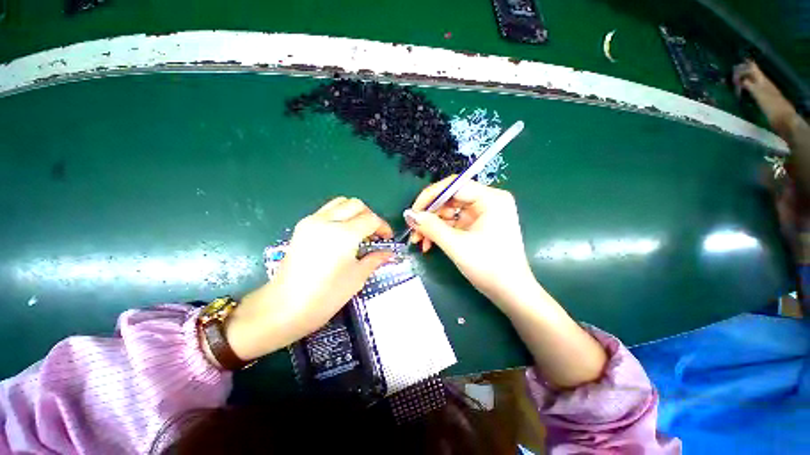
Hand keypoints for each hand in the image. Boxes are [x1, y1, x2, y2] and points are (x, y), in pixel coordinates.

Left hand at [223, 197, 393, 361]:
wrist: (284, 307)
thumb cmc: (325, 296)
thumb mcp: (357, 277)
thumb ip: (374, 259)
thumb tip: (388, 253)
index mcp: (344, 234)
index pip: (371, 219)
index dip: (383, 227)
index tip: (387, 239)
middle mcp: (327, 221)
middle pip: (356, 205)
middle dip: (370, 216)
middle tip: (374, 234)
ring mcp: (312, 221)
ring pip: (340, 202)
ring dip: (354, 212)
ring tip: (359, 231)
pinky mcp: (302, 226)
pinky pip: (327, 210)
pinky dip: (340, 215)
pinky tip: (342, 233)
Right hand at [404, 176, 535, 307]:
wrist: (510, 292)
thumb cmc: (489, 267)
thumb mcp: (457, 246)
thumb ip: (431, 227)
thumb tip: (410, 215)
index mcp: (491, 199)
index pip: (454, 186)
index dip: (430, 196)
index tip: (413, 212)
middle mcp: (488, 201)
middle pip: (450, 198)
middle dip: (429, 215)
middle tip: (414, 229)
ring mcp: (483, 213)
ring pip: (449, 212)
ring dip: (432, 225)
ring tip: (419, 241)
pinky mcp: (477, 225)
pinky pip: (454, 222)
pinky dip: (440, 232)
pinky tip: (429, 243)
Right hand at [733, 59, 797, 133]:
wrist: (783, 119)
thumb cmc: (772, 106)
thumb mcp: (760, 94)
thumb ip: (750, 86)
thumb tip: (740, 79)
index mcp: (762, 80)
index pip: (752, 67)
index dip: (744, 65)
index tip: (735, 65)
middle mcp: (763, 83)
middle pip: (752, 74)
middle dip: (742, 72)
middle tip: (732, 73)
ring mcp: (763, 91)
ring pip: (751, 81)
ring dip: (743, 80)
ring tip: (734, 82)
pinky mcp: (763, 99)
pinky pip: (752, 90)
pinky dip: (746, 89)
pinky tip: (742, 91)